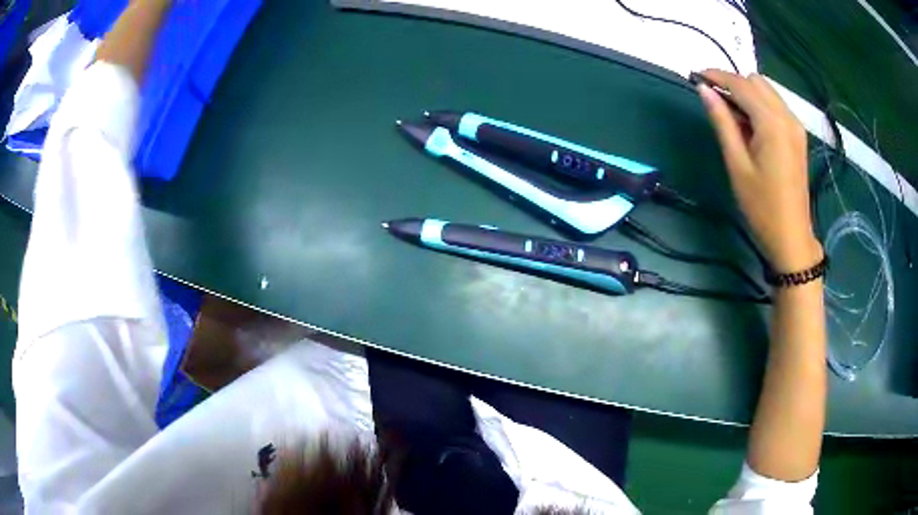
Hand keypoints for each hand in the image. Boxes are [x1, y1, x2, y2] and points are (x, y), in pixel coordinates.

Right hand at [697, 69, 821, 271]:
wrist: (791, 236)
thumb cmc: (761, 206)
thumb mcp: (737, 165)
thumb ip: (722, 122)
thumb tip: (704, 91)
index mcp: (772, 123)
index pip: (741, 85)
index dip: (717, 76)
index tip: (696, 76)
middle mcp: (787, 116)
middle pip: (755, 81)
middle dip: (732, 84)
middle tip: (714, 102)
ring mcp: (795, 125)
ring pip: (766, 90)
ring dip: (747, 93)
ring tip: (731, 116)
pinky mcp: (798, 135)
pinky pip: (776, 105)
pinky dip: (759, 105)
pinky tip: (750, 125)